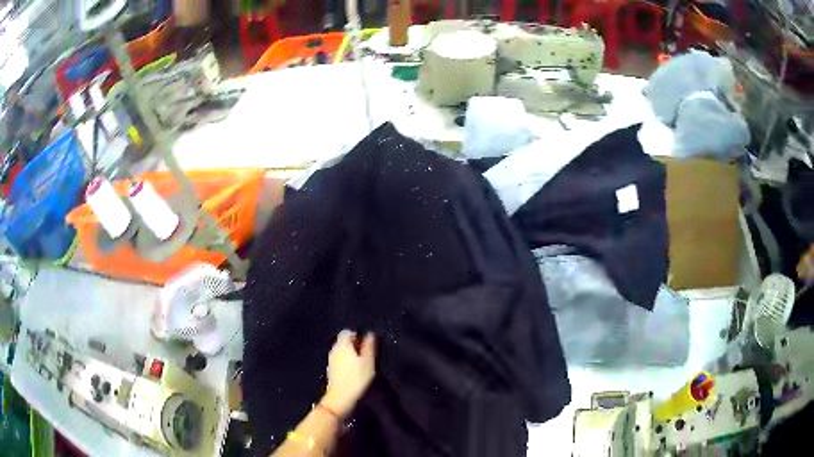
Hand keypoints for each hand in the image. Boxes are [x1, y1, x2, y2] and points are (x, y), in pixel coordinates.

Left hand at [322, 330, 375, 417]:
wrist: (341, 397)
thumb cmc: (357, 378)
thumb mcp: (368, 362)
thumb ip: (369, 346)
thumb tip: (370, 334)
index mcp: (343, 345)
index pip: (347, 332)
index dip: (357, 335)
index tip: (366, 344)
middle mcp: (334, 350)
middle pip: (343, 342)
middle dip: (354, 345)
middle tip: (366, 354)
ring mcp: (330, 360)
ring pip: (341, 352)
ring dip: (350, 355)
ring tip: (361, 364)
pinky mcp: (330, 370)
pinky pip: (339, 361)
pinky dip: (346, 362)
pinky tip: (354, 372)